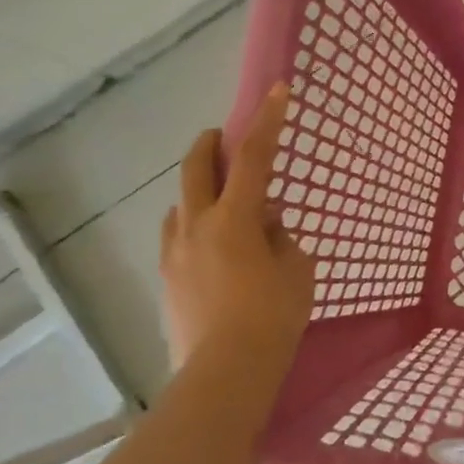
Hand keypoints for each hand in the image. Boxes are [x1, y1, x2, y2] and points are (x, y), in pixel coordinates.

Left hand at [159, 83, 315, 372]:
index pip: (253, 157)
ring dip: (202, 190)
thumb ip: (281, 237)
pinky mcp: (167, 280)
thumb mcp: (296, 270)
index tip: (278, 90)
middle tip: (225, 137)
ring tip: (226, 204)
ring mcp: (175, 253)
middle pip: (196, 168)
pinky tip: (212, 245)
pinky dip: (195, 225)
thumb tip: (266, 223)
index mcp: (234, 219)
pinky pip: (178, 236)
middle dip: (212, 144)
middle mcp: (196, 226)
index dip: (267, 121)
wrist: (225, 372)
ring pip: (182, 203)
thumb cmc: (273, 317)